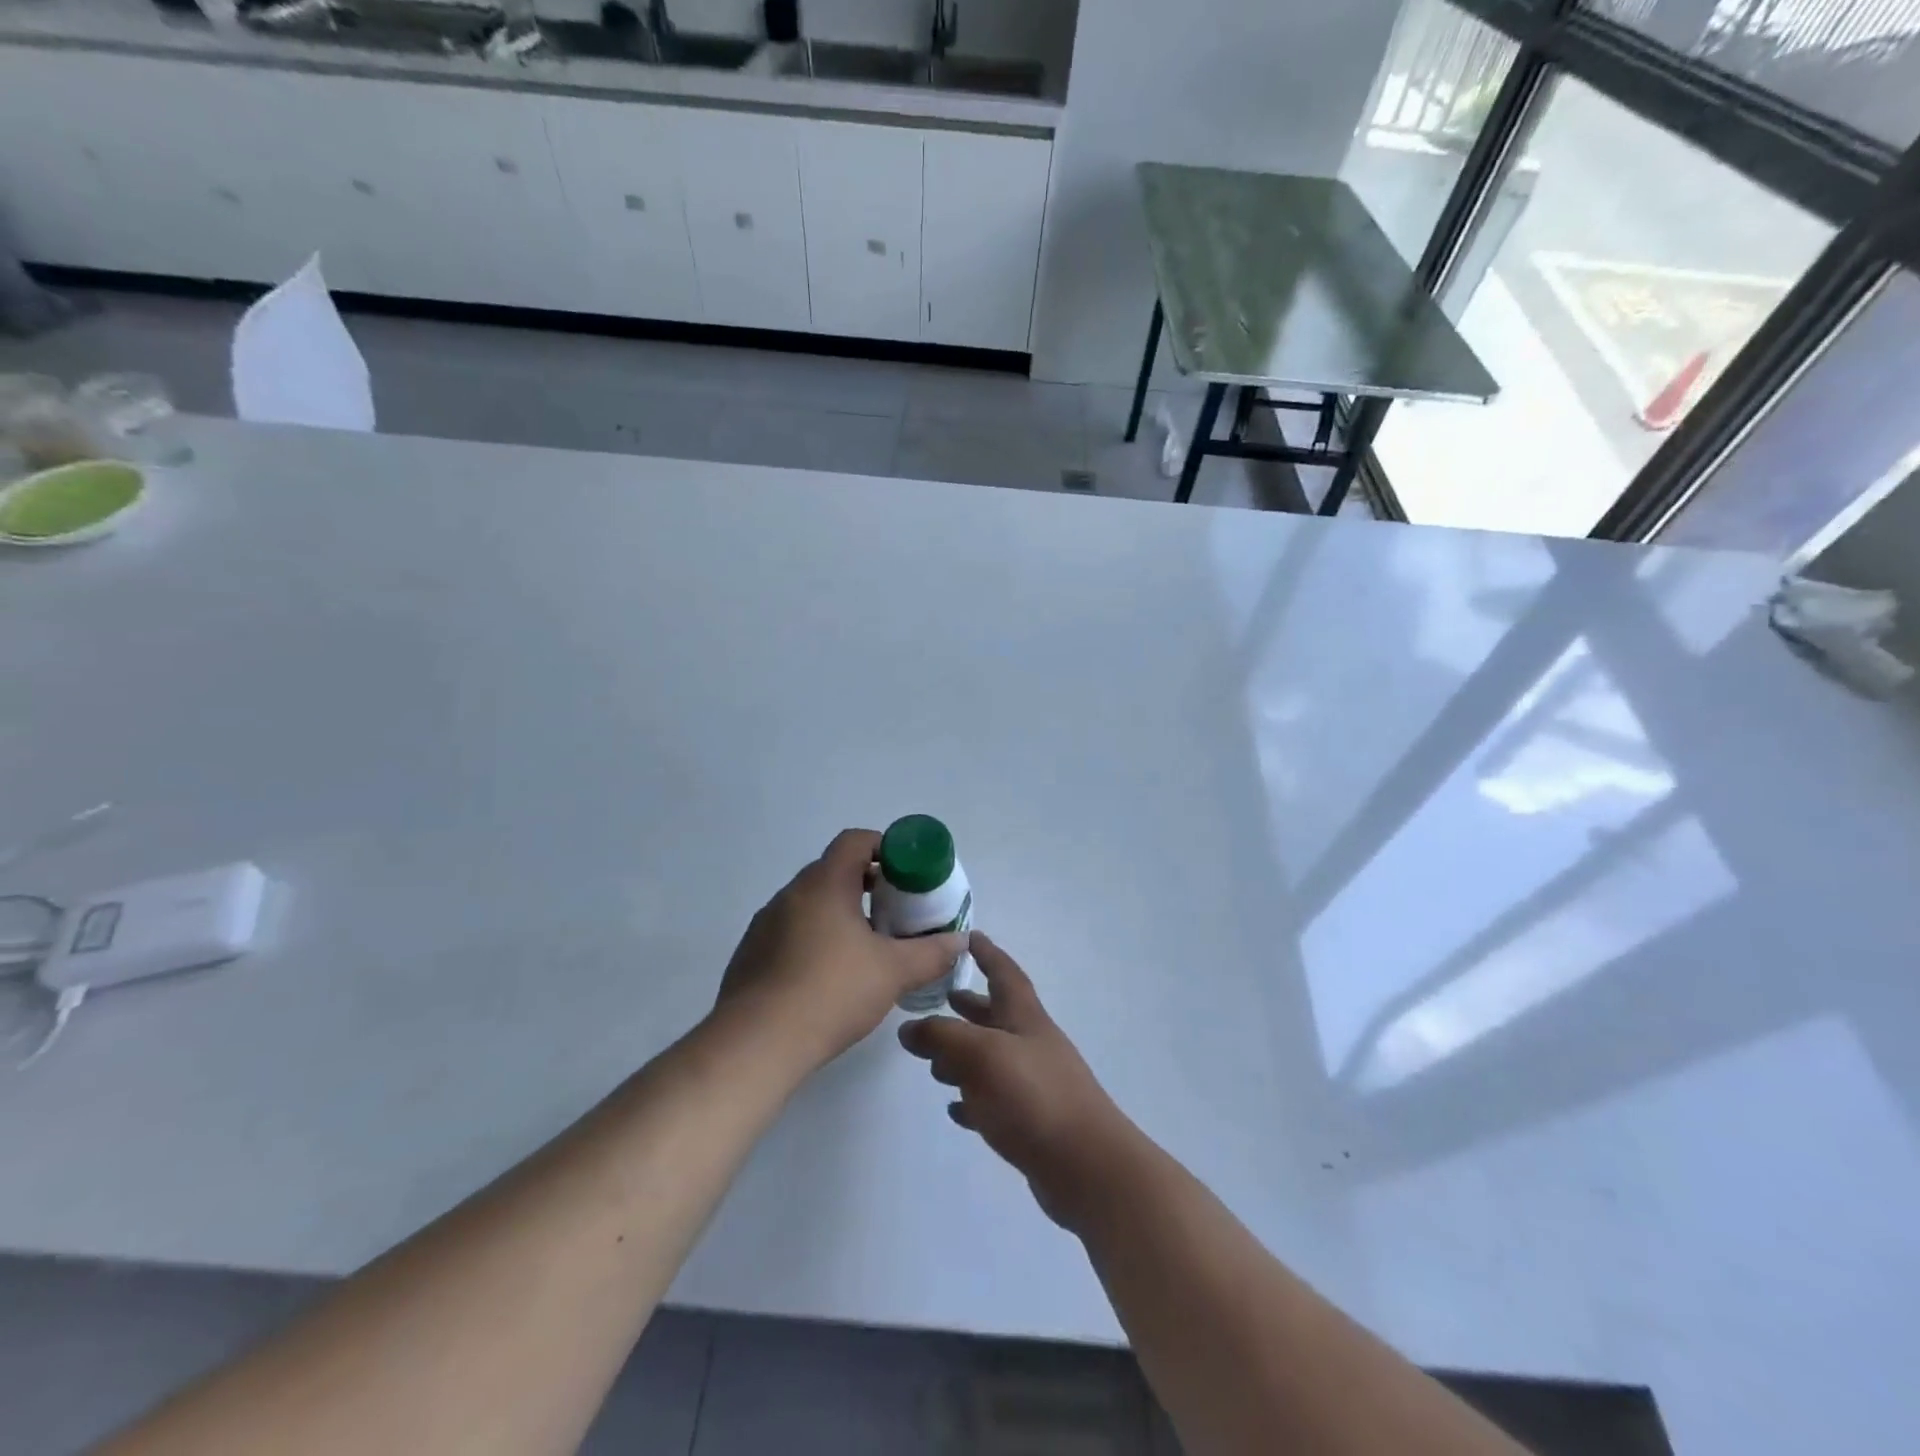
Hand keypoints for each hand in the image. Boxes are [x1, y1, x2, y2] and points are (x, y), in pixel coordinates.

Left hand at [715, 829, 962, 1076]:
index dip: (884, 848)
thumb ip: (932, 953)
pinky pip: (790, 930)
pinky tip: (830, 975)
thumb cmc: (831, 992)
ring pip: (811, 903)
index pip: (855, 841)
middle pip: (834, 870)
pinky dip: (815, 937)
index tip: (907, 873)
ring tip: (867, 946)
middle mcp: (791, 894)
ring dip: (840, 912)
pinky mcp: (751, 953)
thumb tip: (960, 940)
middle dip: (867, 884)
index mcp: (824, 884)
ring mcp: (765, 923)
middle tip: (895, 911)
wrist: (756, 1044)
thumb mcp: (894, 972)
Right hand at [899, 933, 1134, 1228]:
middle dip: (969, 1006)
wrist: (1087, 1166)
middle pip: (996, 1015)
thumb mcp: (981, 1054)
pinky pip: (995, 1101)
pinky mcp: (1031, 1121)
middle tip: (938, 1000)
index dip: (987, 953)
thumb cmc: (1034, 1095)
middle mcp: (1030, 1043)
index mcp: (1024, 1017)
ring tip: (933, 1061)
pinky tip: (955, 1108)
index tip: (968, 937)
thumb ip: (941, 1036)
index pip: (1004, 973)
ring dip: (964, 1055)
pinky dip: (973, 1098)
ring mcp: (1033, 1083)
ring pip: (992, 1058)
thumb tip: (908, 1028)